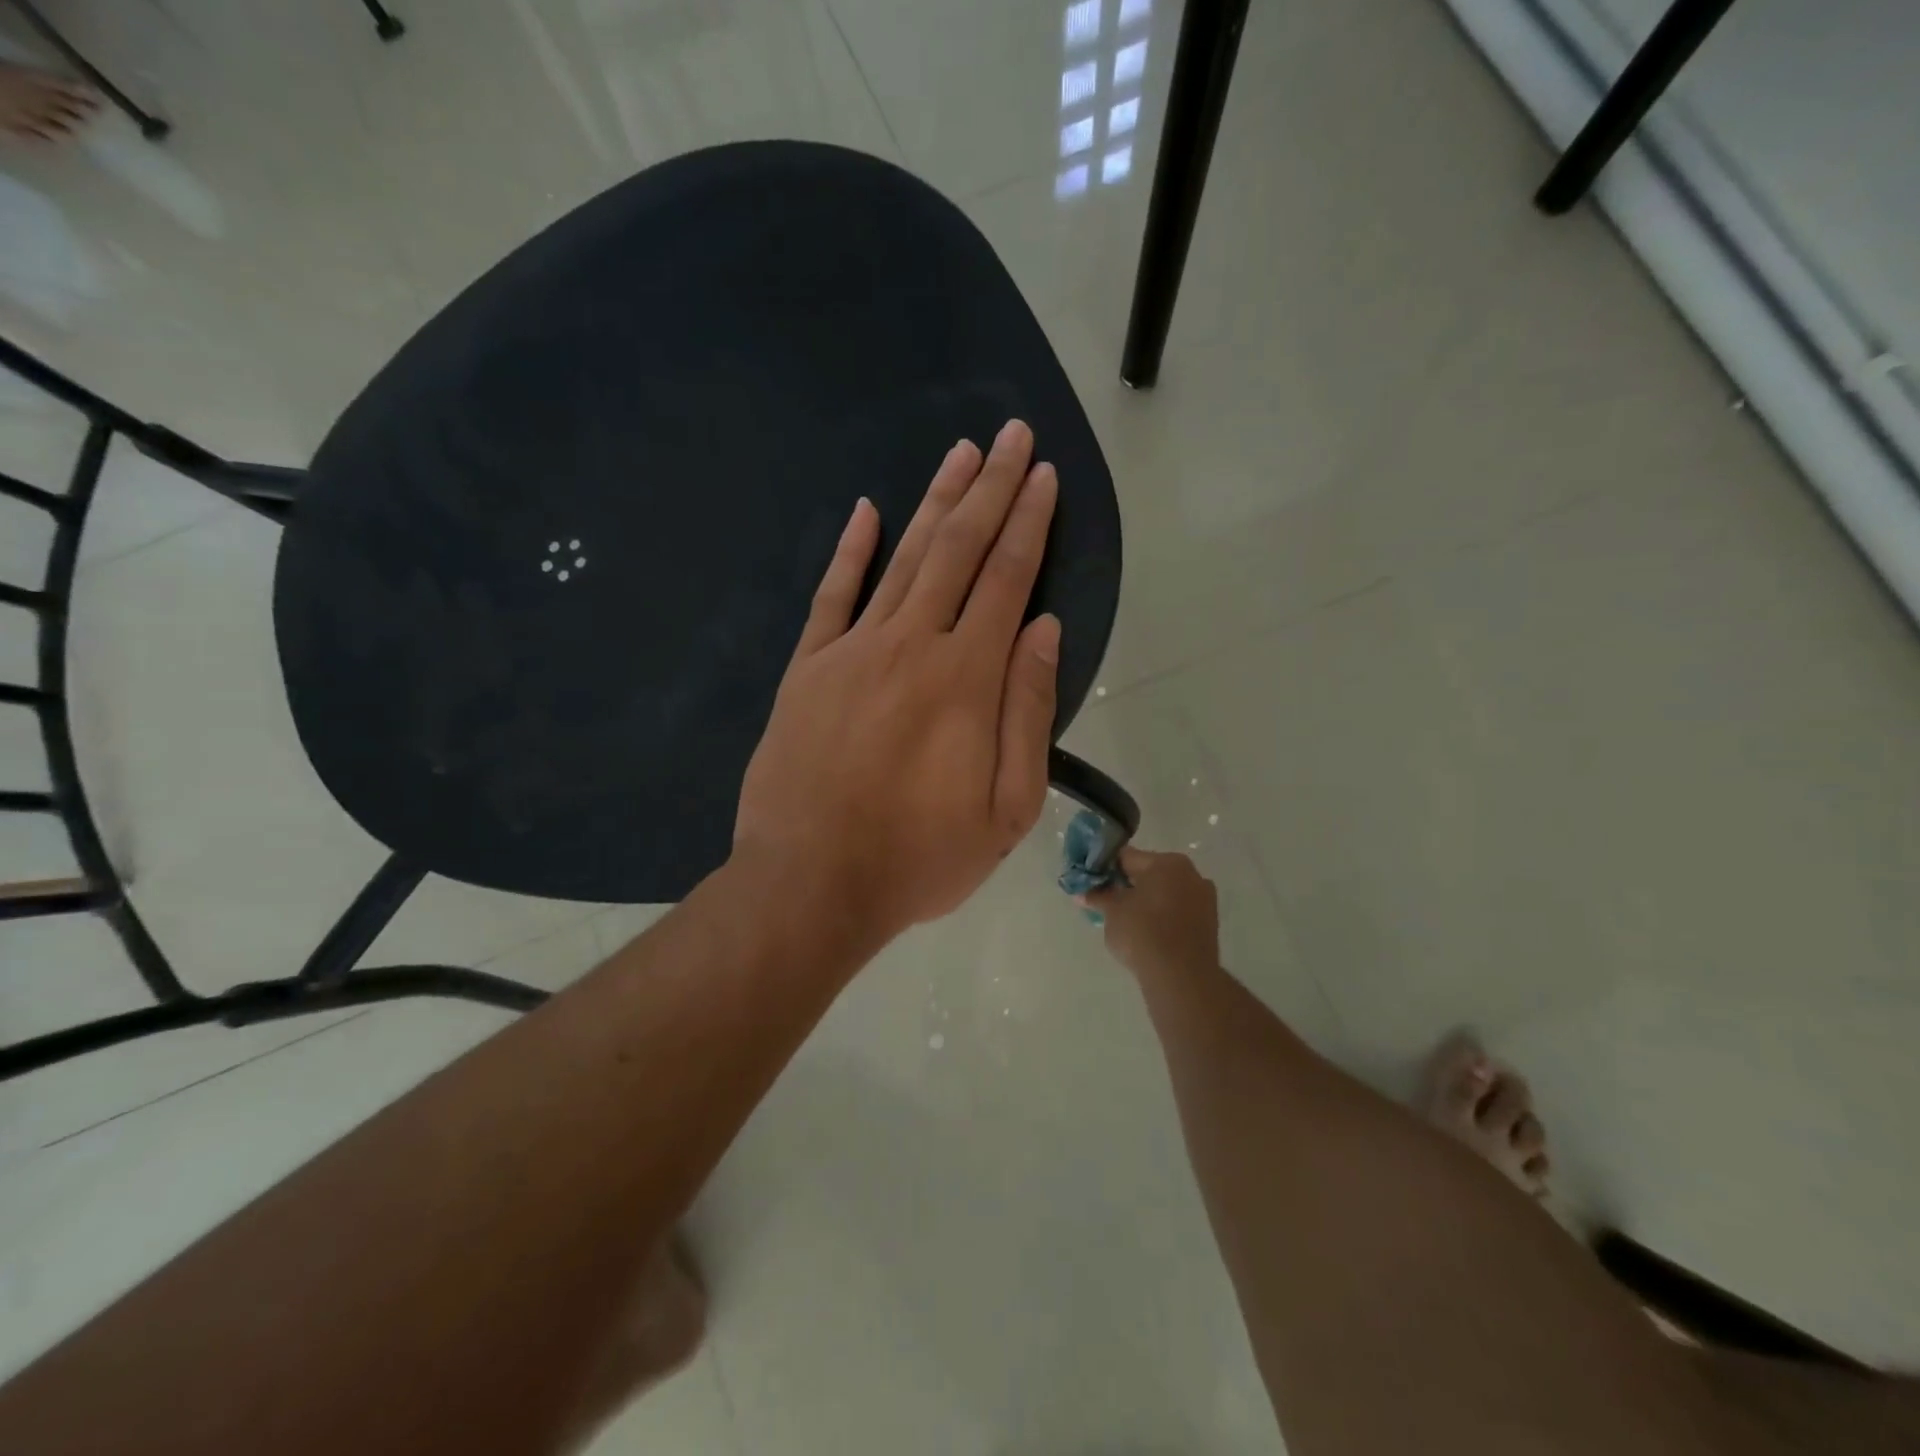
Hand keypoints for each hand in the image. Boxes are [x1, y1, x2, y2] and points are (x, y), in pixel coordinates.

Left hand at [733, 420, 1060, 945]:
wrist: (811, 885)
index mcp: (966, 679)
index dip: (1029, 524)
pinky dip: (850, 550)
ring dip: (935, 501)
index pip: (1007, 580)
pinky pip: (831, 596)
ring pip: (902, 558)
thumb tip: (1043, 629)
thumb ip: (1027, 711)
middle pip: (958, 550)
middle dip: (991, 489)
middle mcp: (911, 645)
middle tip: (1013, 435)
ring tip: (962, 453)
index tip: (1045, 477)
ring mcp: (851, 651)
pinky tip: (867, 509)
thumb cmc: (920, 858)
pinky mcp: (806, 669)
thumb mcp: (1007, 809)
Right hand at [1084, 846, 1218, 981]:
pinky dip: (1162, 917)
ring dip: (1146, 901)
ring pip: (1165, 893)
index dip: (1106, 868)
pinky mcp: (1209, 923)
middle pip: (1149, 873)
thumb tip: (1082, 892)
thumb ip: (1098, 897)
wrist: (1181, 977)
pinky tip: (1146, 934)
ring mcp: (1204, 898)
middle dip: (1128, 885)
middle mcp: (1190, 873)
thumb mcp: (1112, 912)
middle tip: (1106, 902)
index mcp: (1167, 862)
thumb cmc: (1143, 933)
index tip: (1092, 882)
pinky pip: (1177, 911)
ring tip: (1125, 921)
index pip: (1127, 857)